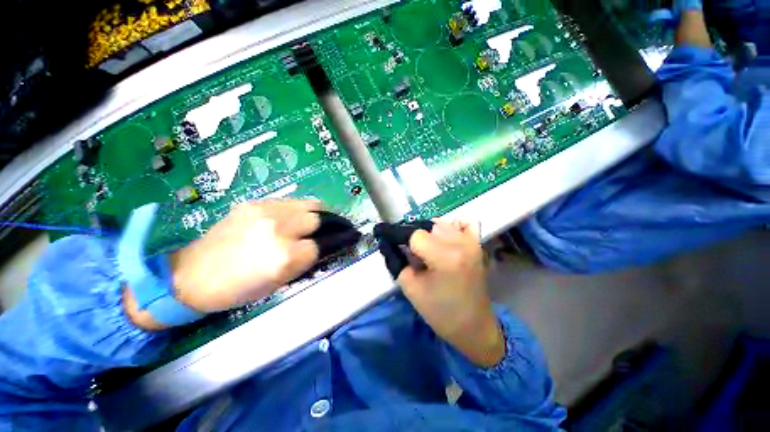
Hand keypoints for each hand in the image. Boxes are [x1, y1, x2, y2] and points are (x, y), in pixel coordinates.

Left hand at [170, 200, 321, 312]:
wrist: (192, 275)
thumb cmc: (236, 289)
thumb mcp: (277, 284)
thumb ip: (303, 262)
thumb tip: (320, 246)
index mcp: (283, 257)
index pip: (318, 246)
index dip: (319, 250)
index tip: (315, 252)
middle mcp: (278, 230)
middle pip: (317, 219)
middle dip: (320, 228)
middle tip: (317, 233)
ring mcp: (265, 212)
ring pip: (307, 204)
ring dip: (312, 214)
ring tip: (309, 221)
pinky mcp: (253, 203)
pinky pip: (288, 201)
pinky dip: (295, 209)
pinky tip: (288, 218)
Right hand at [397, 220, 504, 366]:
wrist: (474, 326)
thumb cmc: (440, 312)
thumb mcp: (410, 288)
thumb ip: (397, 260)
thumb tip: (388, 242)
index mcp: (445, 257)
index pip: (414, 235)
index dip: (399, 237)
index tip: (389, 241)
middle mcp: (461, 243)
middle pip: (427, 227)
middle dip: (414, 238)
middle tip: (411, 254)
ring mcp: (472, 242)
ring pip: (441, 224)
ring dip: (429, 234)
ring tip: (427, 251)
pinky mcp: (478, 245)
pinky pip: (463, 223)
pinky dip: (451, 227)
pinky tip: (445, 240)